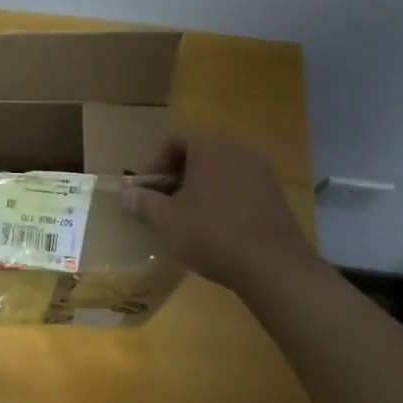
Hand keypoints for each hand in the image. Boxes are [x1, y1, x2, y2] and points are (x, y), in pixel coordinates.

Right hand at [122, 130, 317, 293]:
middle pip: (198, 149)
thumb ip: (145, 202)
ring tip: (187, 213)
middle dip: (176, 172)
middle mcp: (237, 148)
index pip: (174, 137)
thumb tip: (127, 193)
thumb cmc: (212, 234)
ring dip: (199, 183)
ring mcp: (261, 168)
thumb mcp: (168, 220)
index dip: (155, 160)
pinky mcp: (274, 190)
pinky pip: (239, 181)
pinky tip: (215, 222)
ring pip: (220, 166)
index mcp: (210, 146)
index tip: (148, 188)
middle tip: (164, 200)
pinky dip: (222, 193)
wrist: (274, 265)